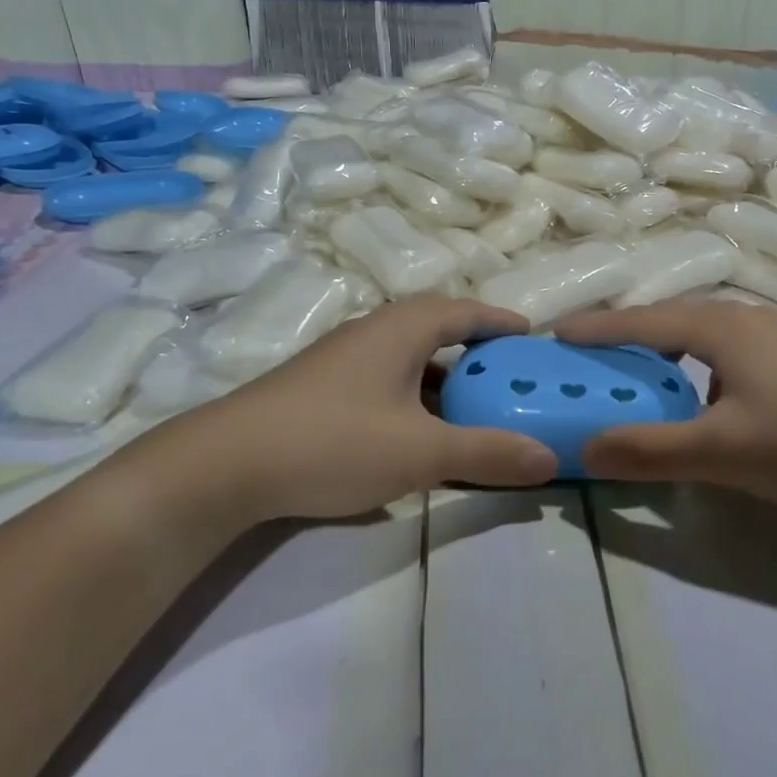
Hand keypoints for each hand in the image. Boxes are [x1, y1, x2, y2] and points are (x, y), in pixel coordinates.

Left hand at [155, 296, 559, 520]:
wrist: (226, 465)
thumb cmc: (335, 441)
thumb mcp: (421, 452)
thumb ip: (487, 453)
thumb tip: (550, 459)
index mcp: (402, 328)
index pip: (466, 311)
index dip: (501, 321)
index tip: (533, 336)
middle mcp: (373, 333)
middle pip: (438, 331)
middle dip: (477, 352)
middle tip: (510, 378)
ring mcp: (343, 360)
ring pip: (408, 360)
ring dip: (444, 380)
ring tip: (473, 409)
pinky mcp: (322, 390)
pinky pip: (385, 383)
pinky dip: (414, 400)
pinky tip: (417, 435)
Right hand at [558, 300, 776, 510]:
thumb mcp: (722, 452)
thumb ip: (650, 450)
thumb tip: (586, 449)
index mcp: (720, 327)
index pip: (641, 322)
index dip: (596, 329)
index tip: (555, 334)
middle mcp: (742, 318)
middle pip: (667, 319)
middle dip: (623, 336)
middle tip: (586, 357)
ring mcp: (771, 335)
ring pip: (696, 334)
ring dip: (659, 350)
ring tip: (632, 374)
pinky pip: (720, 350)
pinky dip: (690, 364)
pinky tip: (694, 396)